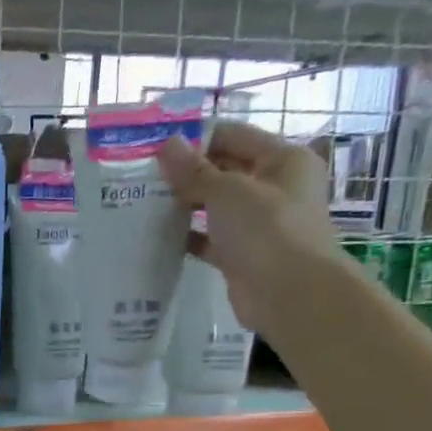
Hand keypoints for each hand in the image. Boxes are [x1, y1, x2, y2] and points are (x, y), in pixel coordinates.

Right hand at [158, 120, 337, 331]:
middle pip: (224, 169)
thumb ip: (194, 170)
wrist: (289, 294)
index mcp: (282, 161)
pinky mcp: (241, 253)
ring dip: (183, 203)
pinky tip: (156, 234)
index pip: (234, 136)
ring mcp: (258, 222)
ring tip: (142, 202)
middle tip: (142, 176)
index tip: (156, 147)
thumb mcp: (227, 192)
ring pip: (214, 204)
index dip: (196, 138)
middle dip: (186, 172)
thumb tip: (166, 145)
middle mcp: (274, 187)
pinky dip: (186, 235)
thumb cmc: (267, 230)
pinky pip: (209, 237)